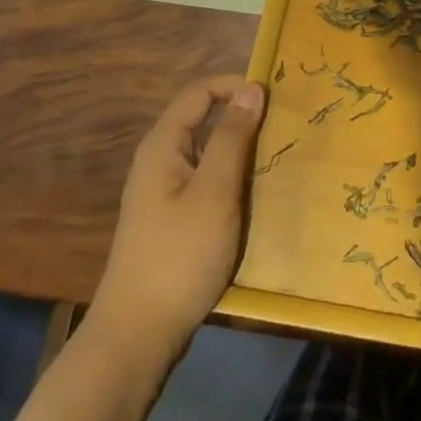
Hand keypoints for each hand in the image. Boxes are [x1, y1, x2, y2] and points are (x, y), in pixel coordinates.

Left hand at [92, 74, 266, 360]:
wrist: (137, 335)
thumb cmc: (179, 256)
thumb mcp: (214, 191)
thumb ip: (232, 137)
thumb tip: (251, 88)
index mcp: (163, 145)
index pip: (200, 92)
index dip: (236, 86)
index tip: (275, 96)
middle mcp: (159, 160)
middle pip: (202, 119)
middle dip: (242, 116)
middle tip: (283, 125)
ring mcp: (163, 191)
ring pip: (206, 151)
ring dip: (240, 148)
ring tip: (277, 156)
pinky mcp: (171, 218)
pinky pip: (206, 179)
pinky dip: (231, 176)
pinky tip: (254, 194)